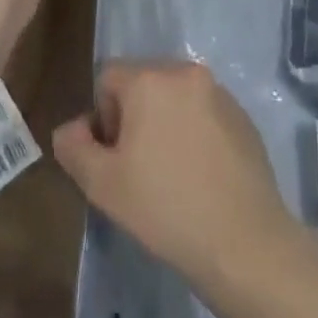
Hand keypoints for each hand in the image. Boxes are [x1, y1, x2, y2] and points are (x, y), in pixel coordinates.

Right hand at [53, 61, 295, 287]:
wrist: (245, 244)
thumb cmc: (166, 209)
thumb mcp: (102, 185)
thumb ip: (74, 147)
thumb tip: (72, 128)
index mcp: (150, 79)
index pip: (107, 78)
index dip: (102, 118)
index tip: (115, 159)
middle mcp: (185, 72)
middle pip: (143, 83)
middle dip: (133, 117)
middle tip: (139, 168)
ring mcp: (219, 92)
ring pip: (175, 97)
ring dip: (164, 123)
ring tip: (171, 174)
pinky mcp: (243, 116)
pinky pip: (204, 113)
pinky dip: (195, 133)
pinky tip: (201, 177)